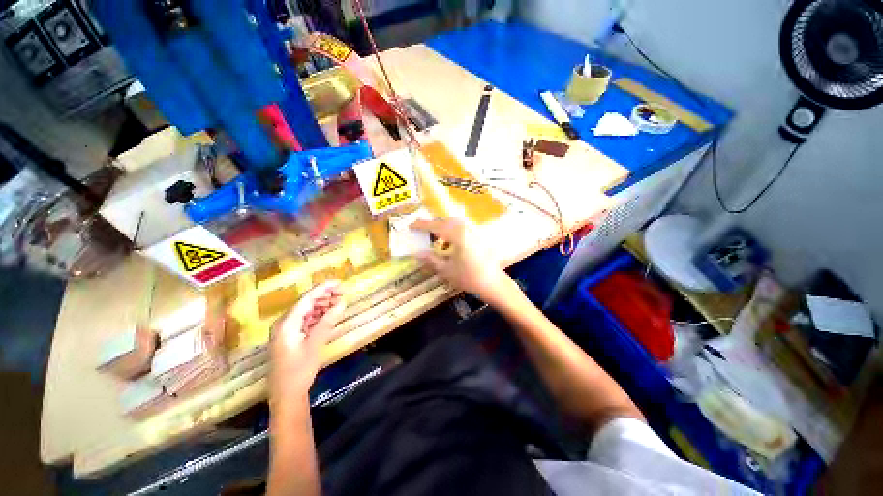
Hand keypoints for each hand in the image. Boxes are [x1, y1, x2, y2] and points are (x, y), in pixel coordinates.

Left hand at [270, 281, 345, 402]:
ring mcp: (286, 331)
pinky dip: (318, 316)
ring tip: (339, 302)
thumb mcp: (315, 344)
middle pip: (306, 303)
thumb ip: (328, 321)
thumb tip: (342, 303)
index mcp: (286, 323)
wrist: (285, 396)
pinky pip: (305, 320)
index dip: (323, 288)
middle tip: (343, 293)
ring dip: (322, 305)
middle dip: (325, 296)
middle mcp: (284, 323)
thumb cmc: (299, 370)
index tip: (339, 282)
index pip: (307, 298)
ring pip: (306, 311)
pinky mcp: (290, 338)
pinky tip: (329, 315)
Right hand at [410, 217, 511, 302]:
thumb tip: (416, 253)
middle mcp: (465, 228)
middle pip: (444, 221)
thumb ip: (430, 259)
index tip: (410, 225)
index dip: (421, 225)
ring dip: (443, 227)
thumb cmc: (468, 277)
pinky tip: (449, 242)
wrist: (493, 283)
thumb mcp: (446, 270)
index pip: (435, 225)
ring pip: (454, 223)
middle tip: (421, 231)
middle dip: (432, 224)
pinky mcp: (478, 235)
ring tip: (434, 237)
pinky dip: (452, 231)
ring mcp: (473, 230)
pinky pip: (461, 227)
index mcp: (456, 234)